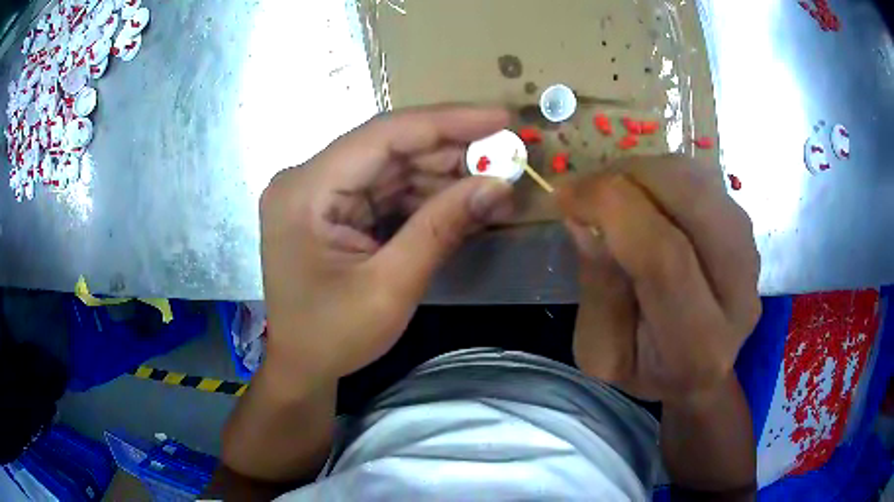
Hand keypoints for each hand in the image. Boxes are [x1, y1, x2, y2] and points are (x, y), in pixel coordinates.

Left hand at [259, 106, 512, 387]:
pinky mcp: (334, 208)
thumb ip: (443, 228)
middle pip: (390, 148)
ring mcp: (319, 192)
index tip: (501, 117)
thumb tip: (500, 184)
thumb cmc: (333, 337)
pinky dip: (426, 196)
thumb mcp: (391, 287)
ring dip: (444, 175)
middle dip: (452, 151)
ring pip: (393, 167)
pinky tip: (464, 201)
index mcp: (306, 190)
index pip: (383, 135)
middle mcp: (308, 179)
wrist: (301, 367)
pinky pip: (387, 190)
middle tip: (507, 155)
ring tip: (495, 183)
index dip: (447, 122)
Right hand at [557, 156, 760, 403]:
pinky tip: (642, 196)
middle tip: (588, 188)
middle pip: (695, 203)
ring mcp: (752, 256)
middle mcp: (740, 295)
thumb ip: (598, 291)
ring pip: (700, 182)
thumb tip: (585, 220)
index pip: (666, 259)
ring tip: (613, 193)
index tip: (565, 196)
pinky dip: (663, 174)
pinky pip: (704, 179)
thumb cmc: (645, 369)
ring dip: (646, 172)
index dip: (613, 212)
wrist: (698, 370)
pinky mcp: (749, 230)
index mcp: (698, 346)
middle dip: (630, 179)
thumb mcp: (601, 352)